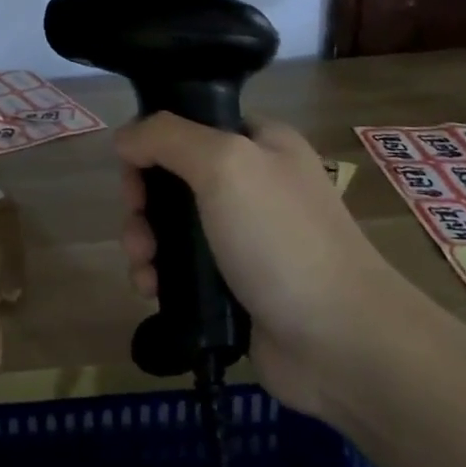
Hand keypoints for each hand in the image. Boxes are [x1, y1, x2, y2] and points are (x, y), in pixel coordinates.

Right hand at [116, 114, 433, 415]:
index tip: (134, 172)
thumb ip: (167, 137)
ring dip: (144, 241)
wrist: (340, 342)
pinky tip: (151, 289)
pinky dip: (158, 274)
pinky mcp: (231, 284)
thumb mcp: (225, 166)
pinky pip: (179, 267)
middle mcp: (251, 184)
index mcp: (259, 143)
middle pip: (171, 176)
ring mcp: (242, 237)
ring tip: (144, 267)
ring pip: (170, 225)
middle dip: (142, 201)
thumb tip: (124, 139)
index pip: (189, 124)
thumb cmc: (282, 240)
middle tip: (138, 225)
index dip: (153, 142)